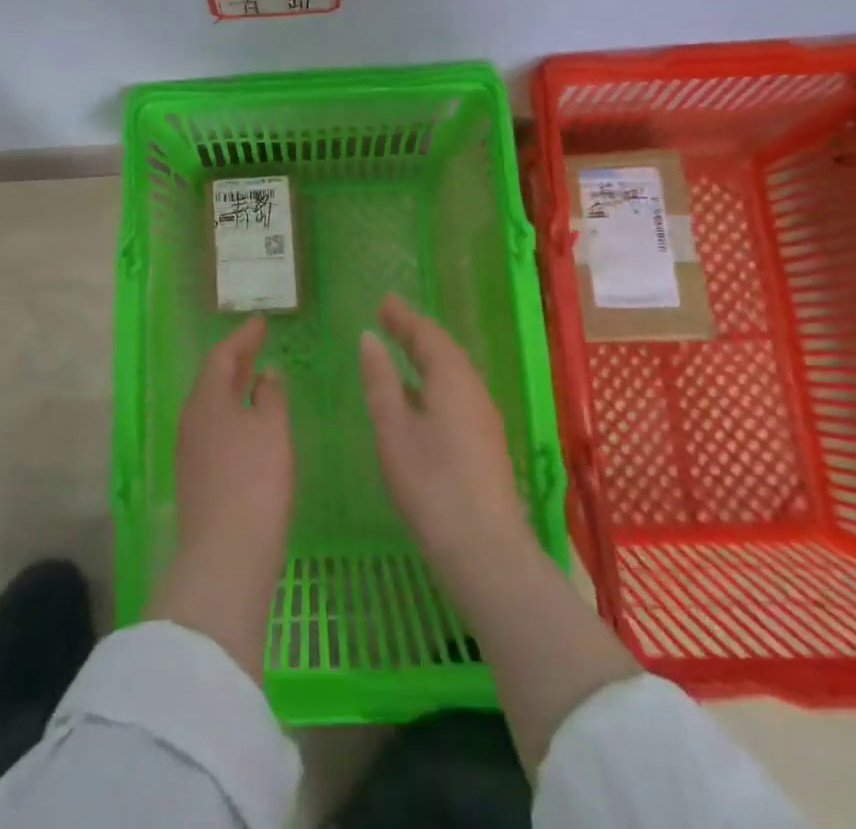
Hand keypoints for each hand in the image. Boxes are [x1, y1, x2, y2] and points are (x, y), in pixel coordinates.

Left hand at [148, 315, 291, 679]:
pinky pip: (213, 428)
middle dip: (236, 360)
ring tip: (256, 380)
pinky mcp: (196, 476)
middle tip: (257, 345)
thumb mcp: (272, 429)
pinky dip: (231, 414)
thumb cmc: (254, 480)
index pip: (222, 356)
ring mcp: (190, 449)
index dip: (242, 338)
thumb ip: (271, 396)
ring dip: (233, 388)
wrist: (225, 555)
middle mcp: (191, 419)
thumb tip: (266, 375)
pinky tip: (249, 424)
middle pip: (212, 379)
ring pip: (212, 405)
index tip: (260, 323)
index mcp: (206, 399)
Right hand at [362, 295, 637, 769]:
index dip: (403, 317)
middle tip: (389, 319)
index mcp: (452, 380)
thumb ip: (380, 381)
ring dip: (426, 358)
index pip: (427, 335)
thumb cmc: (431, 485)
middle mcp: (473, 391)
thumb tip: (369, 338)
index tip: (383, 302)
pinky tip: (417, 400)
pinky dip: (433, 382)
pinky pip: (456, 395)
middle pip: (444, 351)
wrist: (486, 553)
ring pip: (452, 374)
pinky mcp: (484, 445)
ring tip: (400, 351)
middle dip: (415, 333)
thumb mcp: (393, 429)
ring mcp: (483, 420)